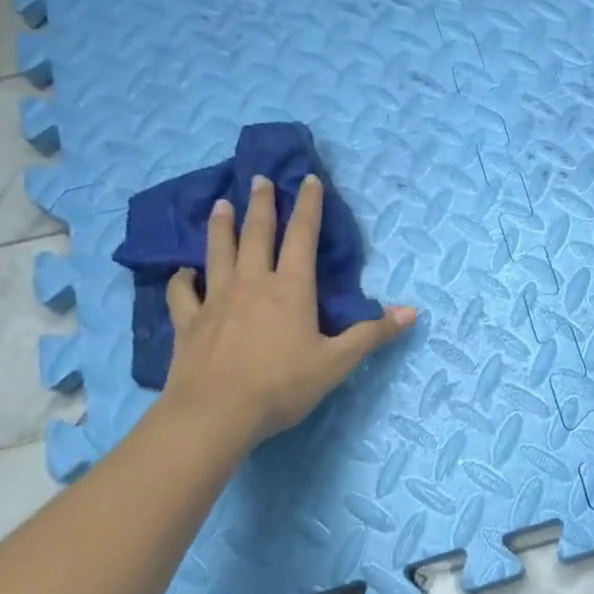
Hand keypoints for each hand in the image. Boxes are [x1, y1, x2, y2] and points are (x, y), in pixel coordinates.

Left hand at [159, 175, 416, 453]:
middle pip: (257, 234)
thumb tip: (411, 312)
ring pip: (217, 252)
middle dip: (261, 204)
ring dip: (220, 227)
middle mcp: (252, 284)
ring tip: (219, 205)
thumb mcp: (337, 362)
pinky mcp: (189, 323)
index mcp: (290, 289)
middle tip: (259, 179)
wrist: (216, 414)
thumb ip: (372, 335)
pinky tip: (183, 272)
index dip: (309, 206)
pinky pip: (182, 293)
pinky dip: (182, 279)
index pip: (303, 236)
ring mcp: (215, 301)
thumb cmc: (282, 386)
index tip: (309, 179)